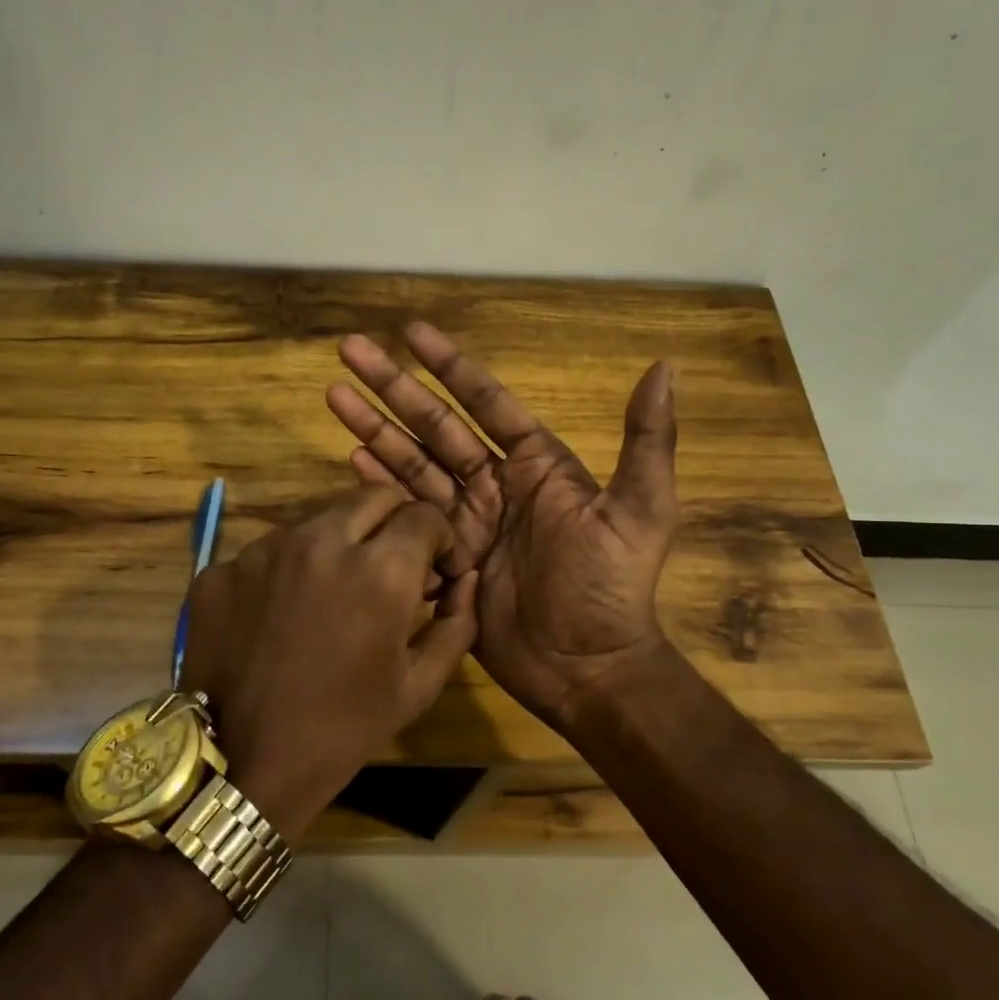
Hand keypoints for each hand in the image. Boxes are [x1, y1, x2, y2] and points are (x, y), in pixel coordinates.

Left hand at [179, 487, 477, 840]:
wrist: (243, 766)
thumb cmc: (344, 730)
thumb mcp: (419, 686)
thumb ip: (457, 623)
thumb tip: (465, 579)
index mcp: (379, 570)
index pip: (423, 514)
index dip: (439, 538)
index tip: (433, 569)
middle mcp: (320, 542)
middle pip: (372, 498)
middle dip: (393, 523)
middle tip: (389, 567)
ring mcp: (262, 551)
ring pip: (317, 519)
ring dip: (338, 543)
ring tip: (332, 593)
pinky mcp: (220, 569)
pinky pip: (268, 551)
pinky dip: (287, 570)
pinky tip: (282, 615)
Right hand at [325, 323, 677, 733]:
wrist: (586, 668)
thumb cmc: (612, 588)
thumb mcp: (642, 512)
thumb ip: (646, 441)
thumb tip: (663, 367)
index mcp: (536, 465)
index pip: (485, 402)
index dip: (450, 365)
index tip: (412, 332)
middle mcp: (495, 484)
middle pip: (434, 425)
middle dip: (393, 387)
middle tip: (350, 350)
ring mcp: (466, 521)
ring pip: (412, 463)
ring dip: (374, 429)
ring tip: (335, 395)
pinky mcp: (446, 557)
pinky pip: (408, 513)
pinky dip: (380, 486)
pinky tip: (353, 459)